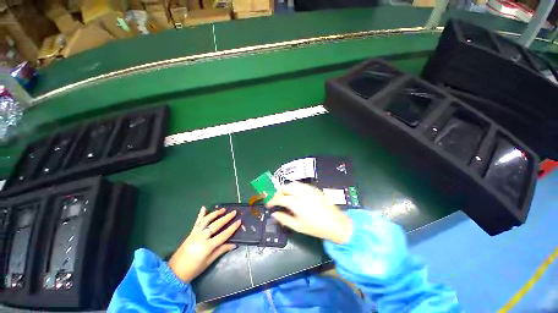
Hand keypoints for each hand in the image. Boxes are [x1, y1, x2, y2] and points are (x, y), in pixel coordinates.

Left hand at [168, 207, 240, 281]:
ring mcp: (195, 233)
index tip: (239, 221)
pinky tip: (204, 207)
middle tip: (234, 212)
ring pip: (207, 220)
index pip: (223, 235)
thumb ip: (221, 250)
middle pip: (216, 225)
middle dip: (226, 218)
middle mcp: (202, 237)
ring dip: (215, 213)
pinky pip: (197, 222)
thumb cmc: (194, 269)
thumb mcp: (209, 261)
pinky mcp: (191, 232)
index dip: (232, 228)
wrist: (175, 272)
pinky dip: (201, 214)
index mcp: (207, 246)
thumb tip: (234, 244)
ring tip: (223, 209)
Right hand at [267, 182, 351, 243]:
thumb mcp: (298, 226)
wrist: (336, 223)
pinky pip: (301, 184)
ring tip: (285, 196)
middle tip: (276, 200)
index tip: (269, 205)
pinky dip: (295, 187)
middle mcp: (301, 193)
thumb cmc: (316, 227)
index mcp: (296, 203)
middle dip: (278, 193)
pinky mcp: (314, 188)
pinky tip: (295, 194)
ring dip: (286, 188)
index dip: (272, 201)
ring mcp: (308, 189)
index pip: (280, 198)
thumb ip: (284, 219)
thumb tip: (274, 214)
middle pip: (285, 187)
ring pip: (293, 184)